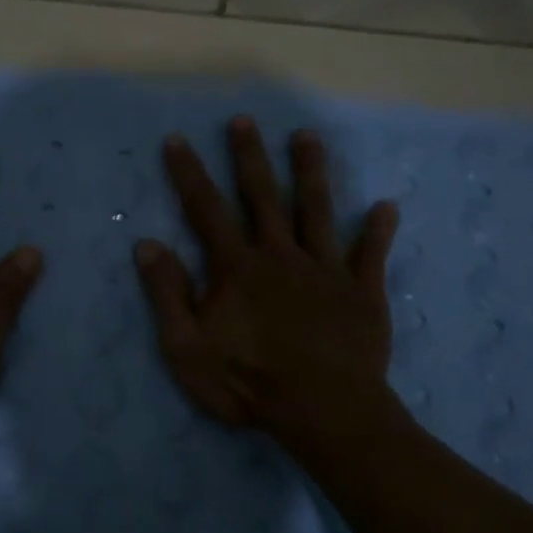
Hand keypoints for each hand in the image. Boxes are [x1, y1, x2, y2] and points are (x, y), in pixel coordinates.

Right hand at [134, 116, 400, 459]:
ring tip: (307, 137)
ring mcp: (325, 270)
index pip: (206, 209)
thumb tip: (146, 244)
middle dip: (249, 156)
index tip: (177, 139)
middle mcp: (280, 255)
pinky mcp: (362, 292)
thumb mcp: (186, 347)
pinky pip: (371, 255)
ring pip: (317, 210)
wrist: (324, 412)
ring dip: (311, 172)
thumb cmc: (247, 383)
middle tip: (244, 120)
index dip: (189, 173)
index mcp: (237, 267)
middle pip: (263, 196)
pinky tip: (386, 206)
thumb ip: (167, 293)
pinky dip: (378, 230)